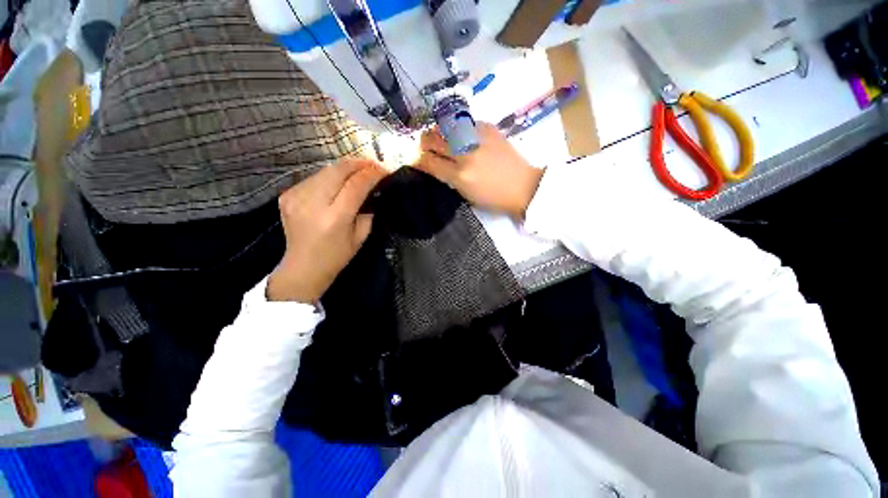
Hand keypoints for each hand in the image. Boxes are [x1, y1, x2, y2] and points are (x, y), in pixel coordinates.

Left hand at [267, 158, 386, 301]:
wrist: (302, 267)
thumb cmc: (337, 256)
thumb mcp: (360, 237)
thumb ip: (368, 212)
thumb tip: (372, 190)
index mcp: (335, 218)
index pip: (356, 185)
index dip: (372, 174)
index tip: (384, 170)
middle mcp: (313, 203)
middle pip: (338, 170)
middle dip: (359, 163)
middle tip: (373, 164)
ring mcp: (296, 197)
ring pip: (325, 170)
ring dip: (345, 168)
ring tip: (358, 171)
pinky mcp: (287, 195)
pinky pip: (313, 178)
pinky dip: (329, 177)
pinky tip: (337, 183)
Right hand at [415, 122, 543, 217]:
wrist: (523, 186)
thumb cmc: (494, 199)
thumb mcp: (467, 195)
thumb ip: (448, 179)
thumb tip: (434, 165)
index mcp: (459, 176)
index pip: (429, 162)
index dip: (418, 160)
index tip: (415, 160)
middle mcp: (465, 154)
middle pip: (433, 139)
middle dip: (424, 142)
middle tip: (425, 146)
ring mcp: (477, 138)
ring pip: (446, 126)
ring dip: (438, 132)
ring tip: (440, 137)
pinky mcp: (488, 128)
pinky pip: (464, 123)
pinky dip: (457, 129)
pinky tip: (460, 136)